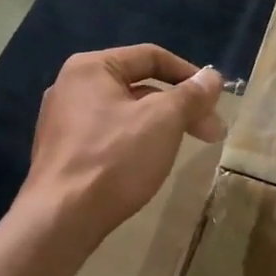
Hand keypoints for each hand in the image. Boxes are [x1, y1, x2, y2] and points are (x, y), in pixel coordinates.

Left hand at [20, 45, 224, 245]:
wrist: (61, 219)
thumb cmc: (114, 158)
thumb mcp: (163, 120)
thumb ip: (191, 94)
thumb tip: (212, 77)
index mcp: (91, 67)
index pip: (151, 56)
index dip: (189, 74)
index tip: (215, 100)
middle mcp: (71, 87)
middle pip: (139, 85)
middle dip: (180, 106)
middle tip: (212, 132)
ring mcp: (63, 121)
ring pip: (126, 112)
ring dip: (161, 124)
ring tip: (185, 147)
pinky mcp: (63, 152)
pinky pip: (109, 135)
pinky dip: (136, 141)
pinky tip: (150, 162)